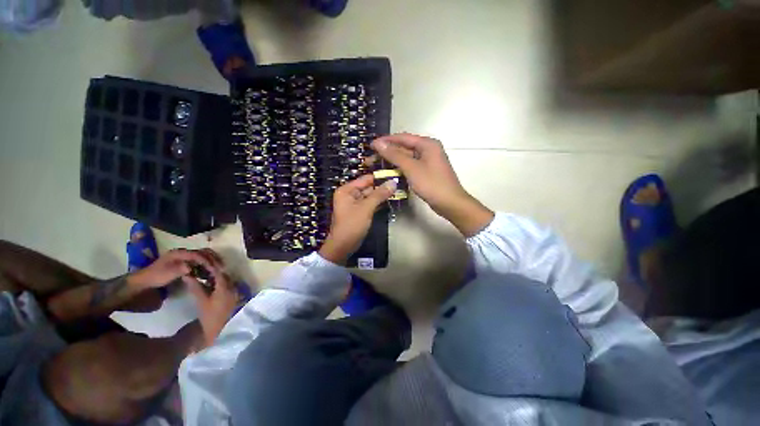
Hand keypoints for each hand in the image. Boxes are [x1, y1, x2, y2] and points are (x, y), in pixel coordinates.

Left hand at [129, 248, 221, 289]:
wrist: (146, 281)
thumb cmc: (156, 277)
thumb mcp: (167, 273)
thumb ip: (180, 269)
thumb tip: (192, 267)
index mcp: (179, 253)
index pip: (197, 254)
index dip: (207, 260)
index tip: (214, 268)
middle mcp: (184, 252)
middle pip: (203, 252)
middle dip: (213, 258)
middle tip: (221, 266)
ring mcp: (186, 256)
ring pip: (204, 254)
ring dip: (213, 260)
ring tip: (219, 267)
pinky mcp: (187, 261)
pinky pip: (201, 259)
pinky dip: (209, 262)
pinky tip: (212, 268)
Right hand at [185, 264, 239, 347]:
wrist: (223, 331)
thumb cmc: (211, 318)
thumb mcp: (201, 302)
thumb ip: (195, 288)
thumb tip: (187, 275)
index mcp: (225, 287)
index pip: (219, 272)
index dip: (210, 266)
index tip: (201, 262)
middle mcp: (234, 286)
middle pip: (224, 274)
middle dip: (214, 270)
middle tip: (201, 268)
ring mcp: (236, 291)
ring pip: (227, 279)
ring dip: (217, 276)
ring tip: (204, 275)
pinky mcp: (236, 296)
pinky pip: (229, 285)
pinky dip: (221, 283)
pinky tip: (212, 284)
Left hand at [319, 174, 396, 263]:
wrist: (343, 246)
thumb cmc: (352, 225)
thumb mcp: (366, 208)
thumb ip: (379, 194)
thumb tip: (393, 182)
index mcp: (347, 190)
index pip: (365, 179)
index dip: (379, 177)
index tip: (395, 176)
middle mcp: (350, 194)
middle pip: (368, 187)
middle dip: (382, 187)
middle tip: (399, 185)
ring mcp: (355, 204)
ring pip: (371, 196)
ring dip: (382, 195)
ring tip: (398, 192)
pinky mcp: (360, 212)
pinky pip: (370, 204)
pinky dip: (379, 203)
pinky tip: (390, 201)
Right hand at [371, 133, 493, 235]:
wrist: (450, 203)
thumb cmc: (431, 184)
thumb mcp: (411, 168)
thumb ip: (394, 155)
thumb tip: (378, 143)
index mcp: (427, 144)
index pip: (402, 138)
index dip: (386, 141)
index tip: (371, 145)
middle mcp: (428, 149)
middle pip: (404, 147)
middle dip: (388, 152)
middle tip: (372, 158)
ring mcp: (428, 161)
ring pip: (407, 158)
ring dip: (393, 161)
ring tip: (377, 165)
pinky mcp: (426, 171)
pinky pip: (410, 166)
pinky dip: (400, 168)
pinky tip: (390, 172)